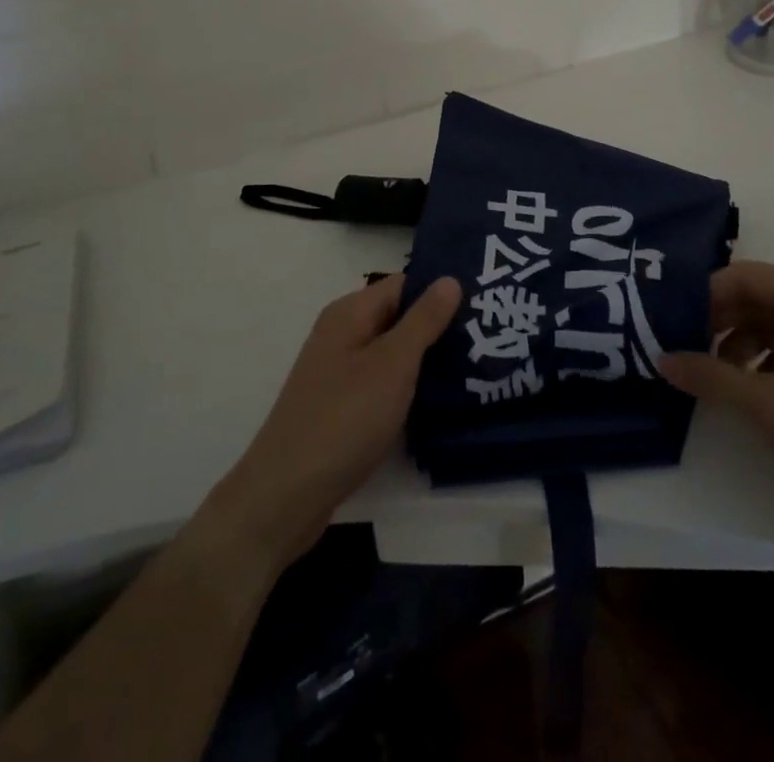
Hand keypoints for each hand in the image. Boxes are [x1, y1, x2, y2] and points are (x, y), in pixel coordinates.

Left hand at [202, 276, 460, 570]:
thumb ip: (423, 320)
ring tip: (477, 367)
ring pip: (392, 354)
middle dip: (439, 327)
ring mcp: (338, 373)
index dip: (441, 290)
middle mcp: (342, 335)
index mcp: (350, 313)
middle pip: (398, 318)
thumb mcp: (393, 364)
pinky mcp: (341, 408)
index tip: (485, 302)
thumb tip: (449, 278)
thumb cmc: (344, 418)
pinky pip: (382, 385)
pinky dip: (408, 389)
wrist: (285, 496)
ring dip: (427, 361)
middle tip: (488, 337)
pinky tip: (440, 403)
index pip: (404, 285)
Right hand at [659, 261, 773, 553]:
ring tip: (708, 376)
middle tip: (679, 346)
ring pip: (772, 328)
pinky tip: (742, 393)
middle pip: (758, 300)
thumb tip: (663, 359)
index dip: (705, 294)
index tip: (670, 320)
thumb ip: (710, 376)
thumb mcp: (767, 403)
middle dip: (717, 321)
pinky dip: (761, 366)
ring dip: (736, 346)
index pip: (746, 276)